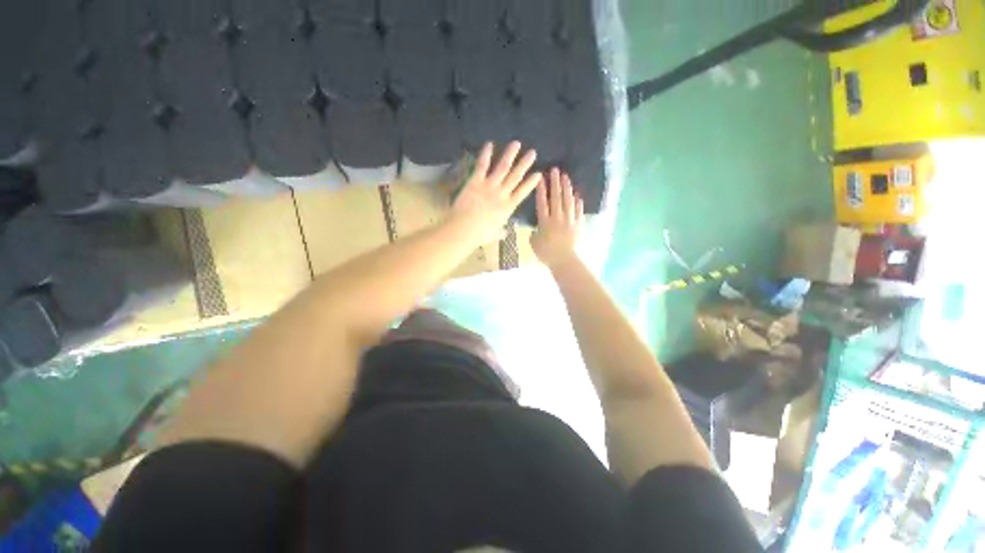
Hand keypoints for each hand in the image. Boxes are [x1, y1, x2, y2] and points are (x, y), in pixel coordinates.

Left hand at [450, 142, 541, 243]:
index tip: (539, 173)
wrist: (463, 229)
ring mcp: (489, 186)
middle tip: (533, 152)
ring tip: (516, 143)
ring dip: (510, 154)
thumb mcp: (494, 234)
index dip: (532, 182)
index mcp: (508, 207)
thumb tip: (504, 232)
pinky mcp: (475, 181)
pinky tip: (490, 144)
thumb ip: (501, 231)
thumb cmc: (479, 234)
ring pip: (503, 167)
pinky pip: (482, 165)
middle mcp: (501, 194)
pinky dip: (486, 154)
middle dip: (525, 163)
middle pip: (516, 176)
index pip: (523, 192)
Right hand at [531, 168, 583, 268]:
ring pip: (568, 201)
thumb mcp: (534, 244)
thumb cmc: (547, 254)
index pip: (542, 202)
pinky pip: (578, 211)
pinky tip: (577, 195)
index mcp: (545, 222)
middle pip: (556, 198)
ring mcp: (569, 220)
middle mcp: (557, 218)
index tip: (541, 178)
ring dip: (567, 188)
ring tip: (566, 177)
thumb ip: (534, 233)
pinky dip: (578, 203)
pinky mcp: (578, 225)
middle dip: (555, 183)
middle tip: (555, 170)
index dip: (541, 190)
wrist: (565, 261)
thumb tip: (536, 229)